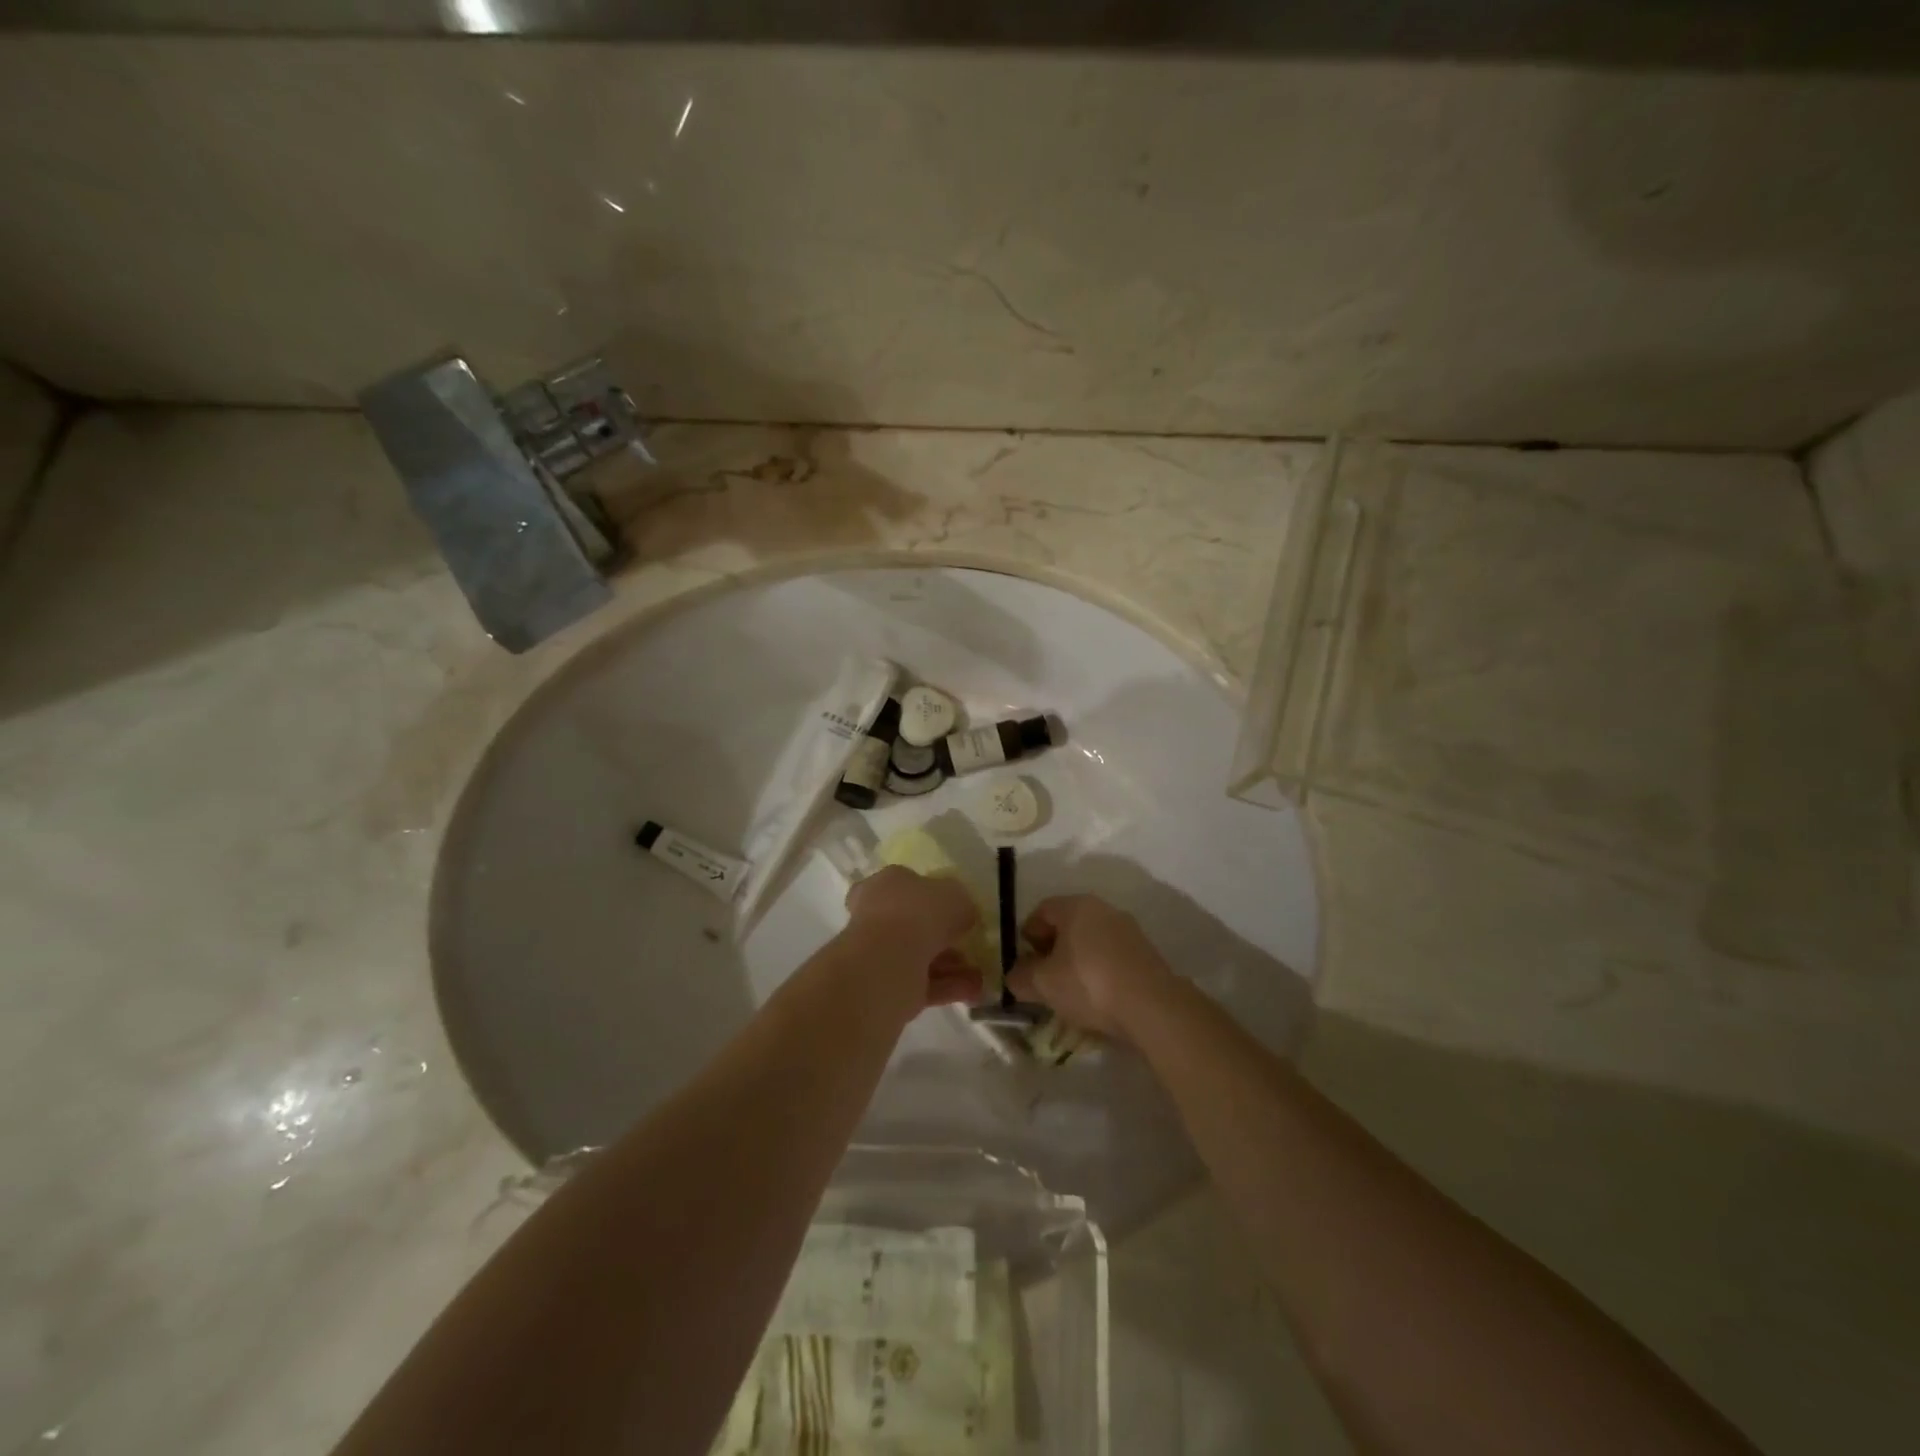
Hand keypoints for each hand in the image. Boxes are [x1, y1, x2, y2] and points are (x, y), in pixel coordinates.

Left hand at [843, 866, 982, 1007]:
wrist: (887, 962)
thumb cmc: (918, 913)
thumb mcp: (955, 895)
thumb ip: (960, 903)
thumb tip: (962, 914)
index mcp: (885, 884)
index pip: (906, 885)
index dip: (933, 898)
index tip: (956, 912)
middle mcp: (875, 915)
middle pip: (913, 924)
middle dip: (944, 937)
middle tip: (969, 945)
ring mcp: (878, 952)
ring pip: (920, 956)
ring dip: (951, 965)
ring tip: (980, 974)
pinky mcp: (885, 985)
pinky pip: (922, 982)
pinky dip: (947, 986)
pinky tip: (973, 990)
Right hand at [1007, 895, 1174, 1041]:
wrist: (1152, 1006)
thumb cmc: (1088, 983)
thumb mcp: (1043, 984)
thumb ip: (1021, 977)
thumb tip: (1015, 975)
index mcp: (1076, 905)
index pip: (1042, 910)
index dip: (1027, 935)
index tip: (1025, 963)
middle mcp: (1104, 909)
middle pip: (1068, 924)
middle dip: (1052, 949)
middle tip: (1044, 978)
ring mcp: (1129, 930)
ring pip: (1091, 941)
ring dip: (1077, 961)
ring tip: (1071, 992)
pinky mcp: (1146, 953)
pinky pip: (1112, 956)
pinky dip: (1100, 971)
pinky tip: (1098, 998)